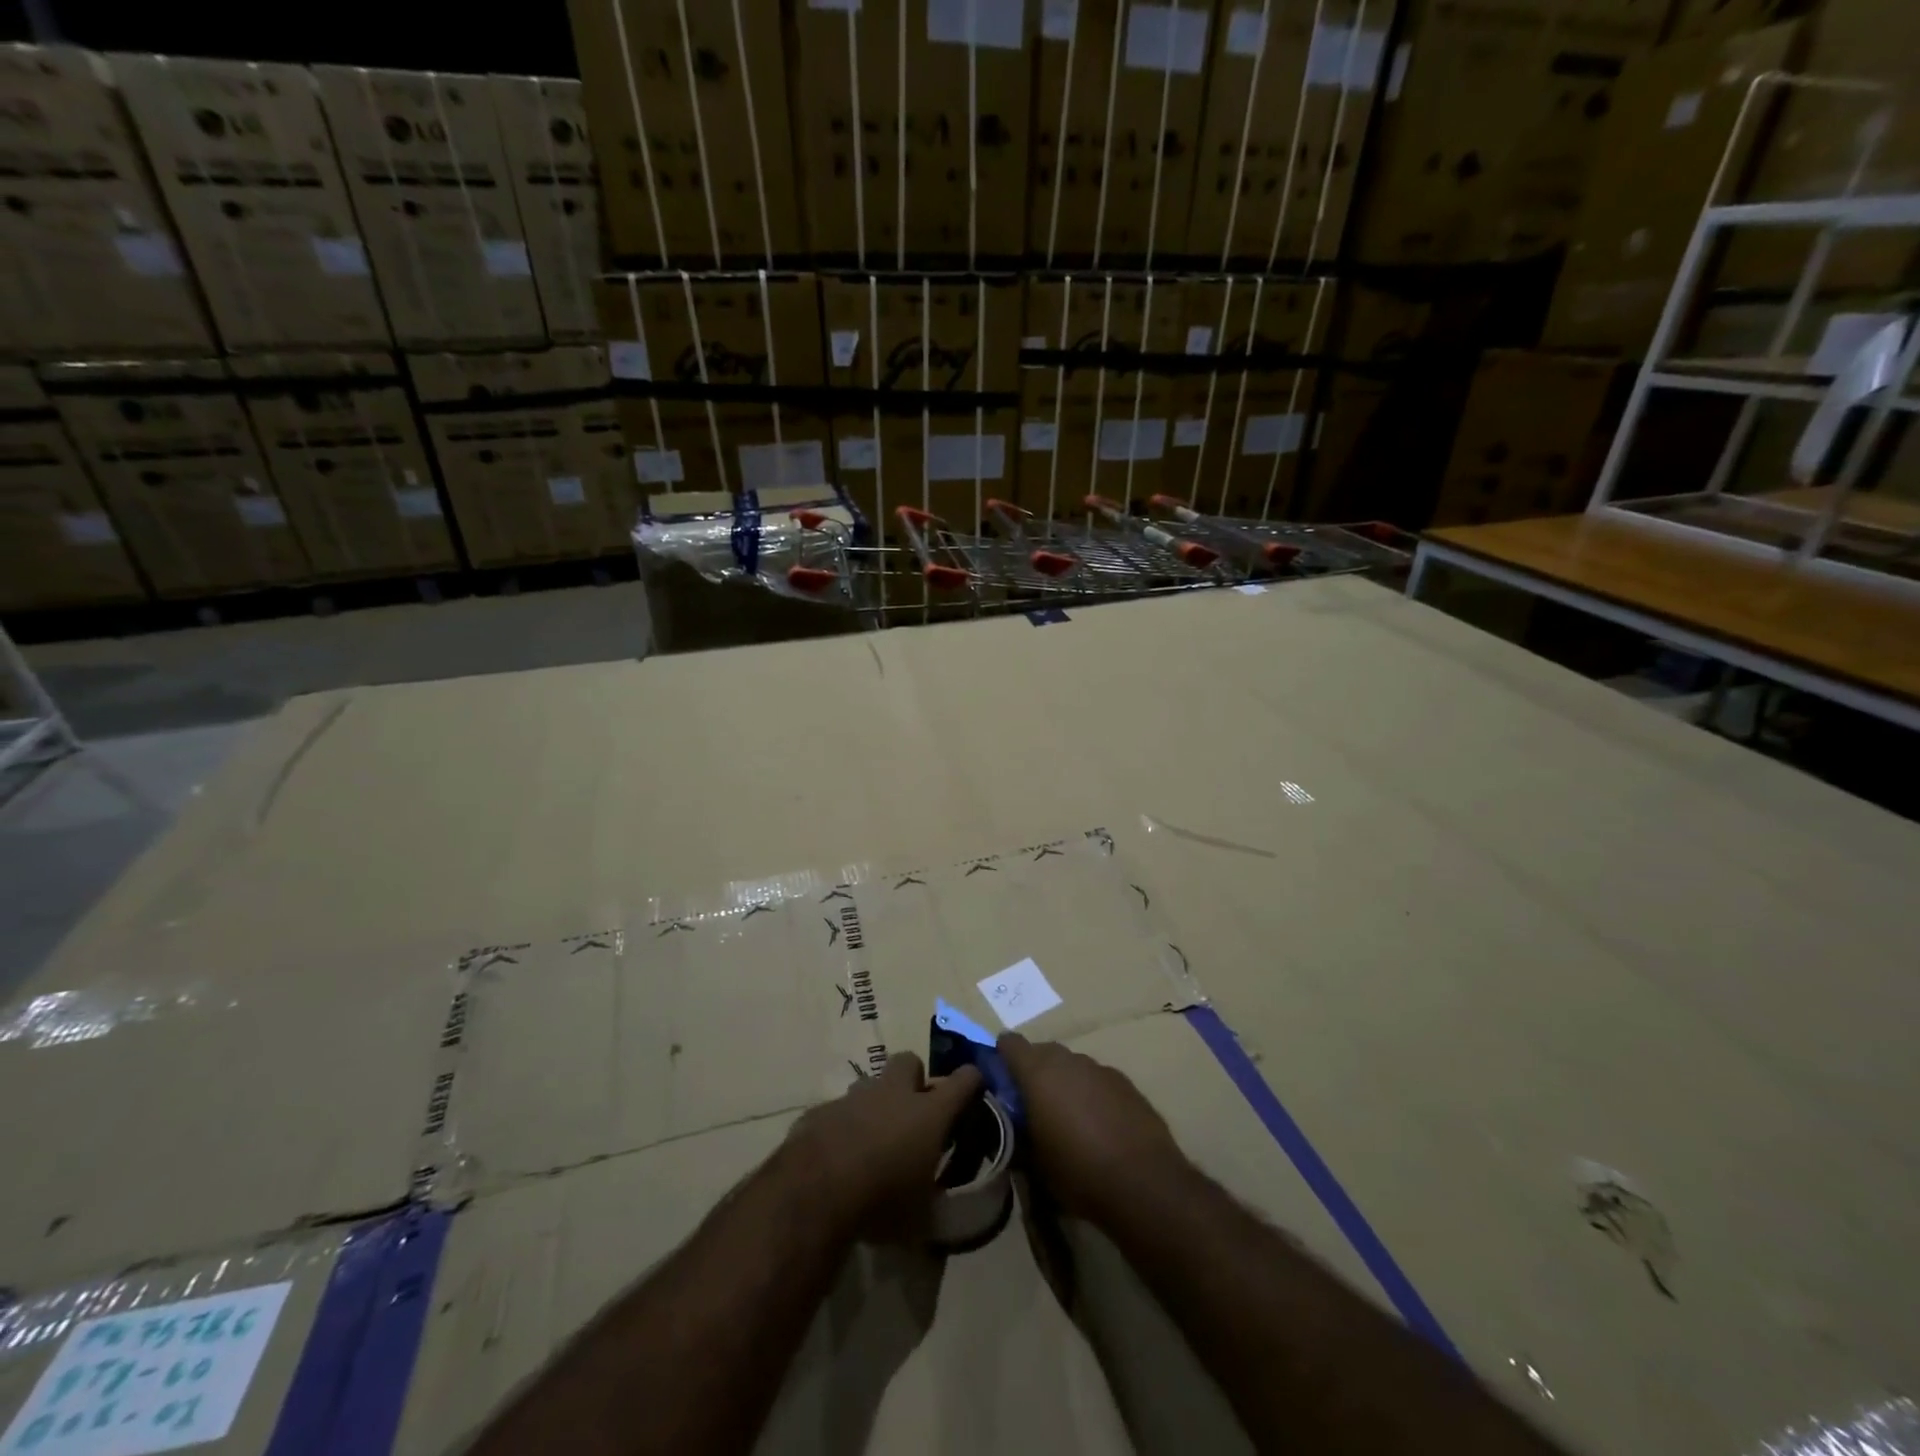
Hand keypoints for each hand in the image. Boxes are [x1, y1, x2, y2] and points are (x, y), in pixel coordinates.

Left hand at [788, 1052, 983, 1239]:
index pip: (964, 1081)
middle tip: (913, 1113)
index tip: (974, 1090)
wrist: (814, 1192)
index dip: (971, 1082)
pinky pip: (840, 1109)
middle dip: (914, 1080)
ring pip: (872, 1083)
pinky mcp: (822, 1109)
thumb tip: (941, 1209)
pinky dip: (844, 1124)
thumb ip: (935, 1205)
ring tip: (873, 1138)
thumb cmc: (880, 1201)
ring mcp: (855, 1097)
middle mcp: (894, 1093)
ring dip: (877, 1103)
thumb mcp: (921, 1219)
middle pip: (910, 1062)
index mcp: (928, 1113)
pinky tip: (838, 1154)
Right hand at [999, 1034, 1188, 1225]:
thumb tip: (1010, 1125)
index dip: (1002, 1057)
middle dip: (1034, 1071)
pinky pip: (1097, 1080)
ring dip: (1065, 1082)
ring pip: (1072, 1066)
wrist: (1144, 1183)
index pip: (1010, 1043)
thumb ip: (1017, 1133)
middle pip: (1042, 1052)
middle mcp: (1068, 1060)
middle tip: (1032, 1105)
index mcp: (1038, 1072)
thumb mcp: (1034, 1163)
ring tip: (1068, 1118)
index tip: (1000, 1080)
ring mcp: (1100, 1069)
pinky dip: (1091, 1093)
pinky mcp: (1126, 1083)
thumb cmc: (1078, 1172)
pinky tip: (1099, 1125)